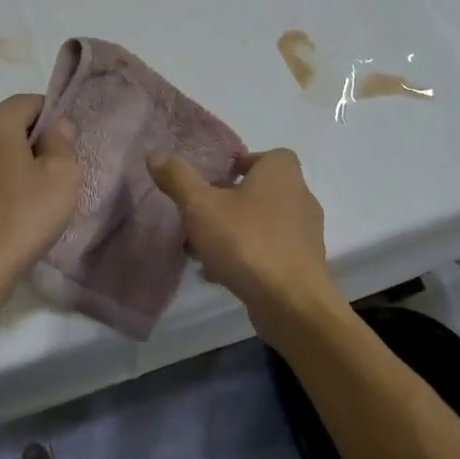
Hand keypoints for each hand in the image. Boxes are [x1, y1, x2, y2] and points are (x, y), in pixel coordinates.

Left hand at [0, 94, 80, 282]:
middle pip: (10, 125)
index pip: (28, 101)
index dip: (53, 114)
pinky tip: (19, 207)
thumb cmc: (26, 213)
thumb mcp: (62, 174)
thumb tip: (57, 126)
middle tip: (61, 167)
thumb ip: (62, 141)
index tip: (69, 141)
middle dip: (36, 139)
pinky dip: (4, 181)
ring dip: (19, 161)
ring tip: (41, 191)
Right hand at [148, 148, 336, 319]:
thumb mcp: (200, 206)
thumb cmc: (246, 241)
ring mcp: (304, 233)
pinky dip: (245, 257)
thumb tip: (155, 156)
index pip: (265, 156)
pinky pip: (268, 251)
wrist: (291, 302)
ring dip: (231, 233)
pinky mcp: (302, 264)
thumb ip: (178, 179)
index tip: (212, 182)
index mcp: (281, 173)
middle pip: (258, 192)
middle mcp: (299, 197)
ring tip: (200, 250)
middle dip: (226, 204)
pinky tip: (218, 274)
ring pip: (260, 224)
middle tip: (197, 218)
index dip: (239, 164)